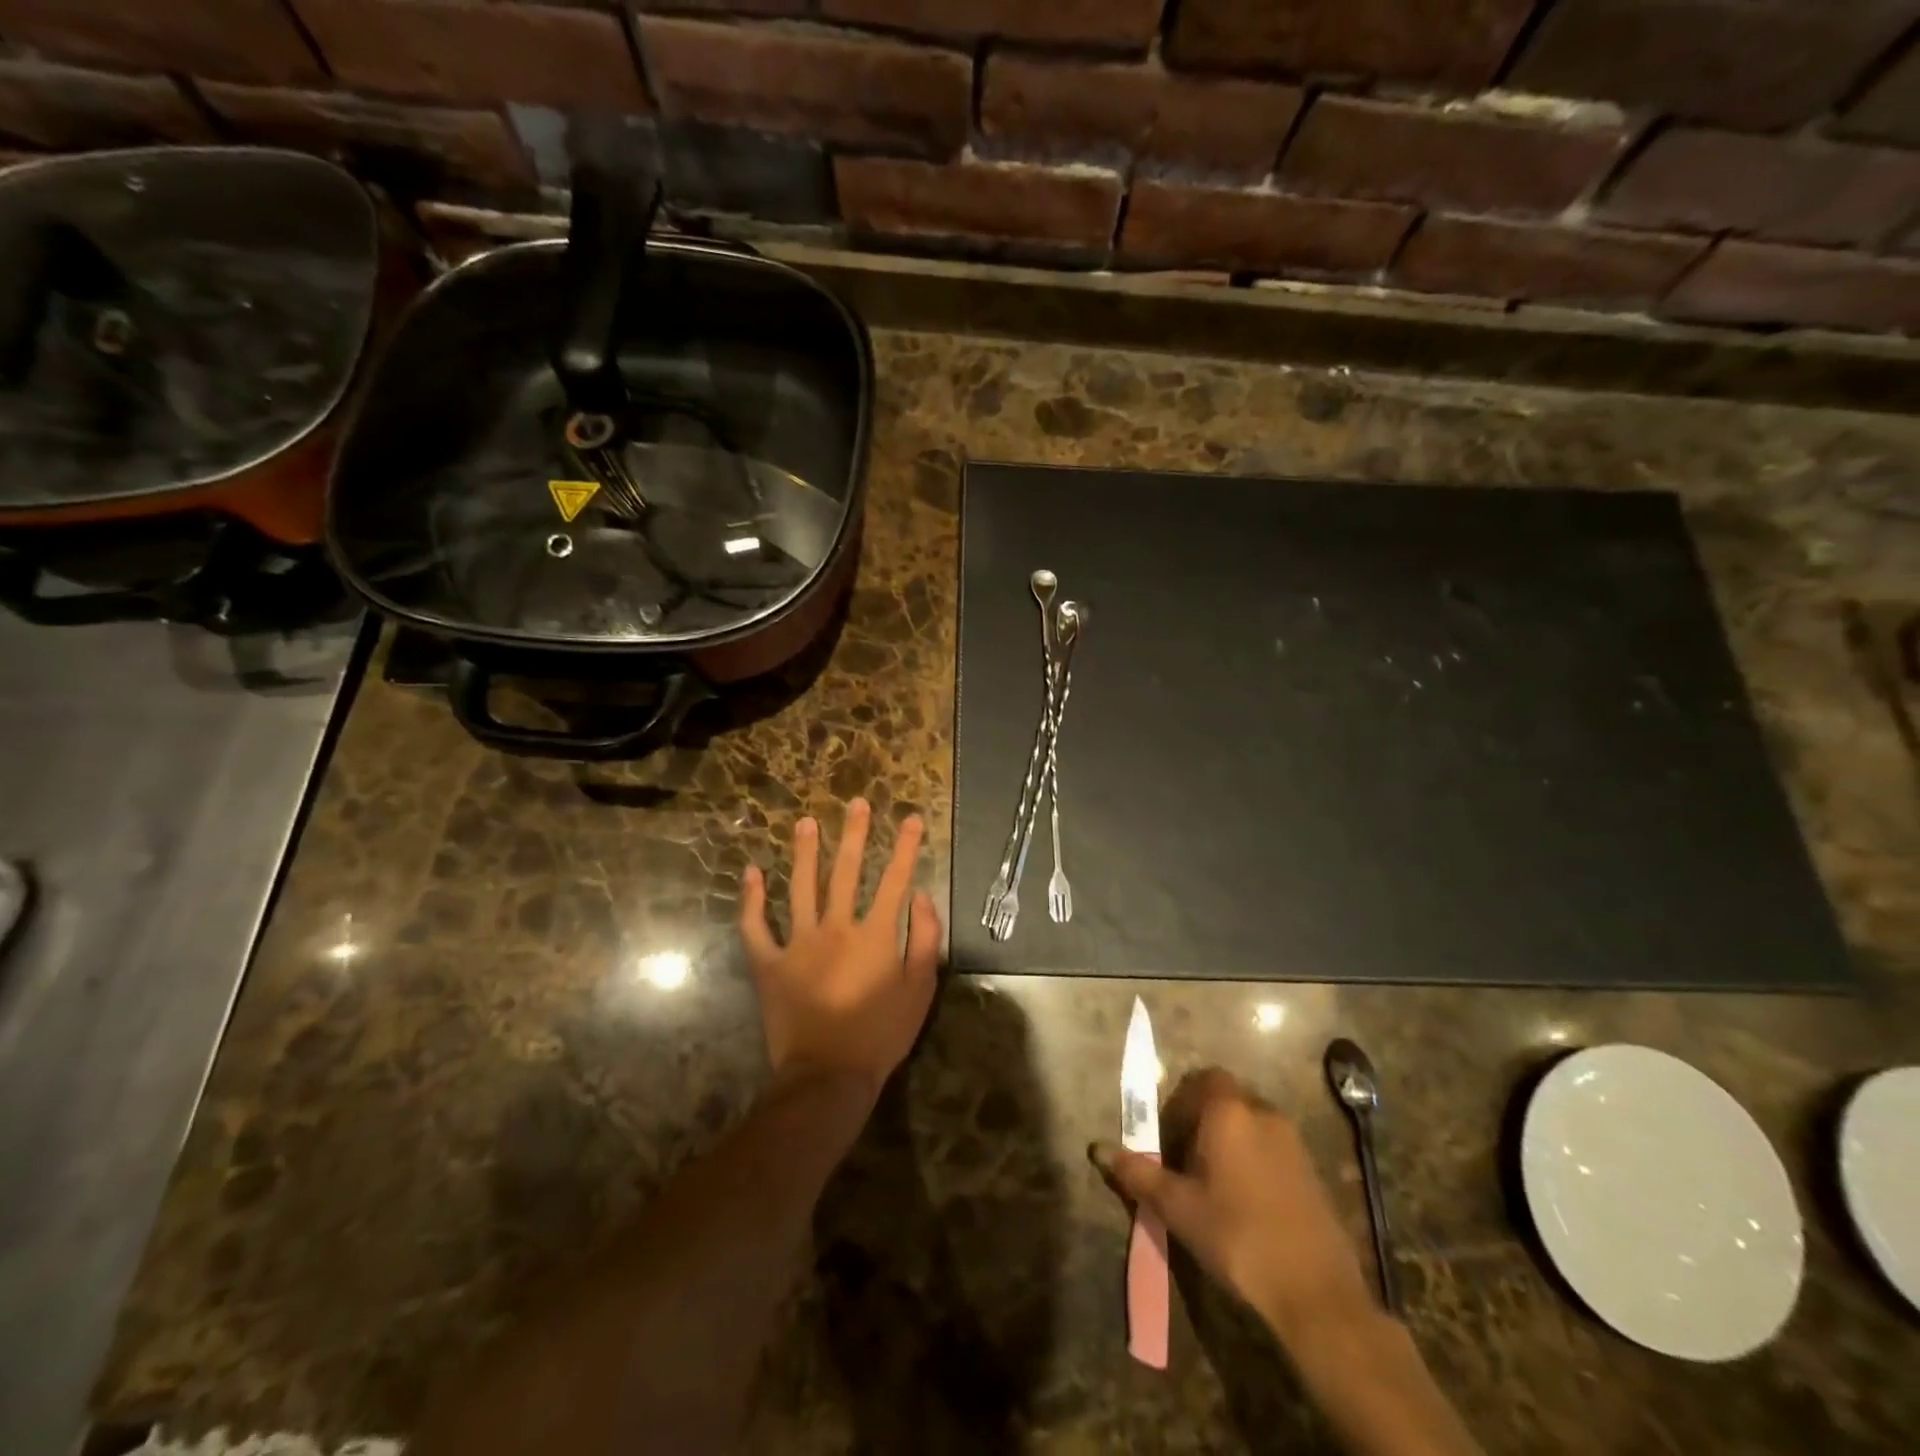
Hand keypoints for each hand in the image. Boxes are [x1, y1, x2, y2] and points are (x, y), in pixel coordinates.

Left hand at [739, 798, 940, 1100]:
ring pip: (800, 887)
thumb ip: (925, 939)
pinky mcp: (769, 963)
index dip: (906, 847)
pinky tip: (751, 872)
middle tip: (856, 804)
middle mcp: (836, 927)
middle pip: (847, 871)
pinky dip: (751, 899)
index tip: (912, 819)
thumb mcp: (920, 990)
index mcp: (875, 934)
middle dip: (855, 834)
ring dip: (804, 852)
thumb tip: (922, 896)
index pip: (895, 880)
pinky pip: (756, 926)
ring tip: (805, 822)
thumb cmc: (881, 1035)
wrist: (828, 1076)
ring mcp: (798, 943)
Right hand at [1093, 1069, 1375, 1343]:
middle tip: (1185, 1159)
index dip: (1182, 1100)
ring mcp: (1293, 1142)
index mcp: (1229, 1112)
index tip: (1168, 1135)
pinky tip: (1245, 1202)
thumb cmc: (1237, 1237)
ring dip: (1230, 1140)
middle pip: (1227, 1098)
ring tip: (1213, 1184)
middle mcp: (1264, 1113)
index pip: (1203, 1079)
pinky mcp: (1313, 1172)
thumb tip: (1097, 1149)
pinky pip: (1273, 1147)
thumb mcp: (1177, 1207)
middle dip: (1203, 1120)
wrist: (1315, 1294)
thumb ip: (1137, 1172)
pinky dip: (1254, 1159)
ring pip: (1251, 1123)